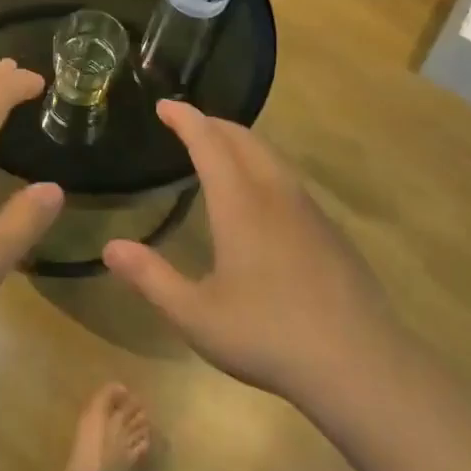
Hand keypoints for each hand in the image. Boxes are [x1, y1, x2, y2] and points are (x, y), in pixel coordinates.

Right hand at [104, 101, 396, 403]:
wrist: (360, 365)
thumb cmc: (268, 335)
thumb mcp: (195, 315)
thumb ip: (151, 278)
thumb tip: (110, 247)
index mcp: (239, 203)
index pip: (208, 142)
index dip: (184, 119)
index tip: (164, 105)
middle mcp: (274, 194)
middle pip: (243, 139)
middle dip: (213, 123)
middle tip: (187, 122)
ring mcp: (308, 211)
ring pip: (272, 156)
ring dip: (242, 141)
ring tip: (221, 148)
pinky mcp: (330, 231)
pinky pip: (290, 179)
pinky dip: (264, 166)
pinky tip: (263, 195)